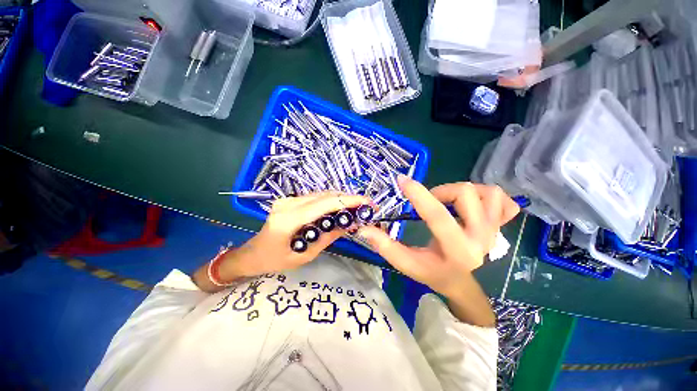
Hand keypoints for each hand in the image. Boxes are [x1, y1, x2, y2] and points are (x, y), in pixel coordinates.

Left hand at [220, 192, 369, 278]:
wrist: (253, 254)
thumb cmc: (275, 261)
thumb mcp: (305, 255)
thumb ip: (328, 237)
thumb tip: (349, 224)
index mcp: (288, 219)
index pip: (324, 204)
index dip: (348, 201)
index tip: (366, 202)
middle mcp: (288, 203)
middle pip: (324, 195)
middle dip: (348, 198)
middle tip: (365, 206)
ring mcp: (288, 199)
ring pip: (321, 194)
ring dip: (341, 199)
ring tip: (356, 207)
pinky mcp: (290, 200)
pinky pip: (315, 197)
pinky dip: (331, 201)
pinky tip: (340, 207)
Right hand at [357, 176, 518, 299]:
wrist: (461, 281)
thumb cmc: (432, 272)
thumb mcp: (406, 263)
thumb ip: (385, 246)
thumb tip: (364, 228)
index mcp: (456, 250)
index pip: (438, 215)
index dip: (418, 194)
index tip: (402, 180)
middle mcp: (481, 238)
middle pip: (465, 194)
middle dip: (441, 191)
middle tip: (429, 201)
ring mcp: (496, 231)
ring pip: (486, 191)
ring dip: (461, 191)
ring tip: (448, 203)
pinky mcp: (502, 226)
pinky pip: (503, 200)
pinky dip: (488, 195)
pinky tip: (474, 204)